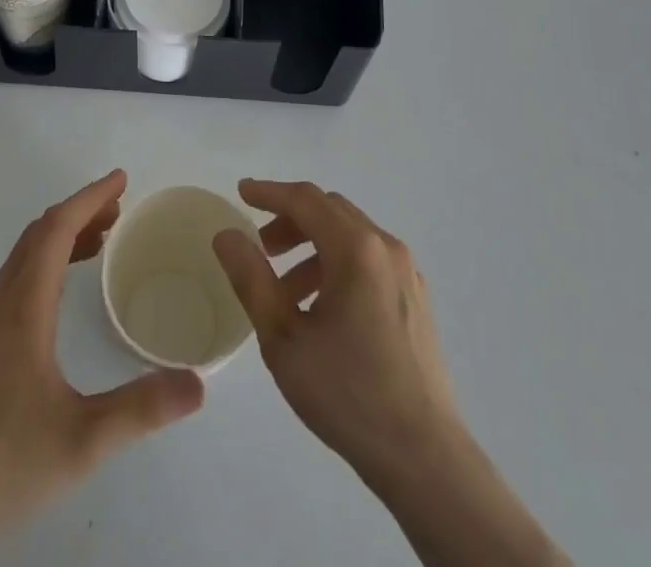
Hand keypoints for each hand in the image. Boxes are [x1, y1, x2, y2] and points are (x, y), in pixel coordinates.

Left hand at [0, 170, 204, 566]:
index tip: (120, 180)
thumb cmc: (3, 465)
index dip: (88, 198)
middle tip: (118, 210)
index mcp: (22, 311)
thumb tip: (197, 384)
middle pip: (37, 236)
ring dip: (59, 240)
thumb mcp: (82, 441)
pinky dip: (42, 267)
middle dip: (78, 212)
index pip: (56, 231)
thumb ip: (141, 409)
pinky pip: (12, 285)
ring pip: (21, 261)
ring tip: (99, 244)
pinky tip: (58, 301)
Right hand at [213, 181, 567, 566]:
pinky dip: (337, 264)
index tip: (241, 192)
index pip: (305, 200)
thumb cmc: (348, 394)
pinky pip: (369, 260)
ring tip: (284, 290)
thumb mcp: (284, 338)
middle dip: (290, 220)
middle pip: (330, 211)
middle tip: (260, 246)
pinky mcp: (416, 297)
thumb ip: (251, 278)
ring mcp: (406, 271)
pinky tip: (320, 309)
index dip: (269, 192)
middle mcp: (385, 247)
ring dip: (312, 246)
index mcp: (355, 248)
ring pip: (350, 235)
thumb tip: (226, 234)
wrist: (424, 458)